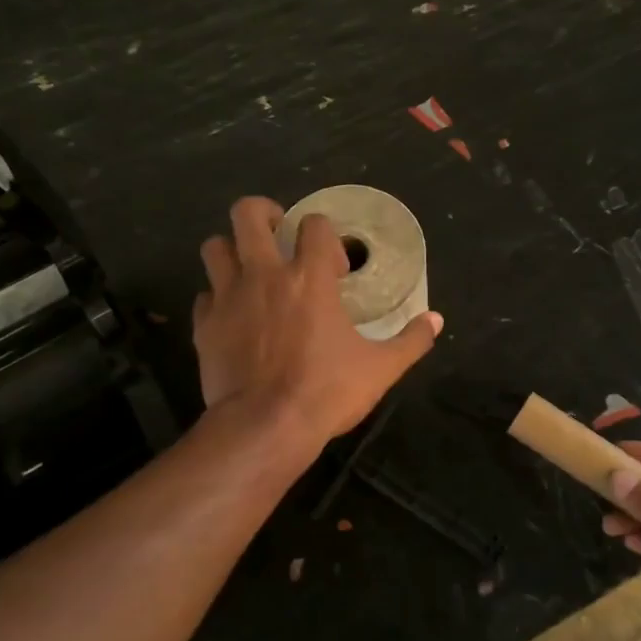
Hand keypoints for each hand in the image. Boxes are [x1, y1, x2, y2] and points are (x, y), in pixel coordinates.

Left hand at [193, 197, 442, 447]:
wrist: (265, 426)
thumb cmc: (327, 392)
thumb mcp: (381, 368)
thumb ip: (411, 340)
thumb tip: (436, 321)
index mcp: (309, 277)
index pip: (315, 225)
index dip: (326, 235)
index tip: (335, 267)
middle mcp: (264, 274)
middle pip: (248, 214)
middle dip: (263, 214)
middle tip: (277, 235)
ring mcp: (228, 298)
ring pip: (214, 247)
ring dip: (232, 250)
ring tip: (249, 270)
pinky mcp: (204, 326)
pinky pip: (204, 296)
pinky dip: (217, 299)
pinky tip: (233, 317)